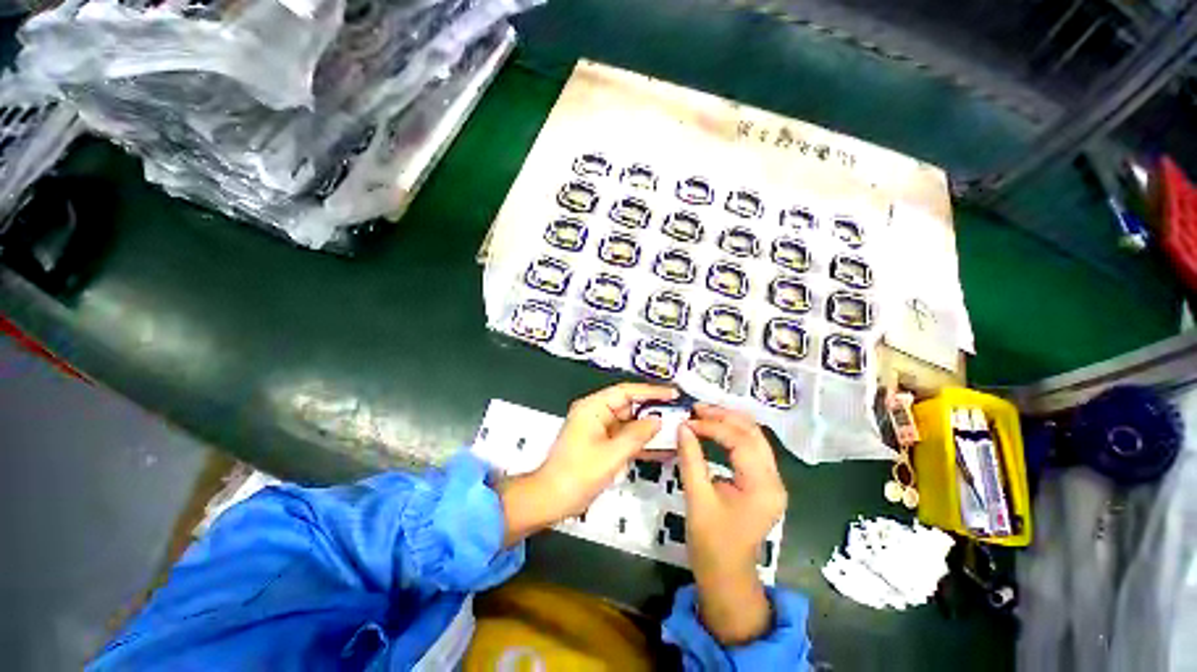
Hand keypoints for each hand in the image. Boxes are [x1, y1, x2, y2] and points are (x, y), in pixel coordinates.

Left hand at [500, 383, 677, 544]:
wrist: (551, 500)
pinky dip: (640, 443)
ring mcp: (598, 429)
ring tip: (675, 430)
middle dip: (653, 411)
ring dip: (649, 429)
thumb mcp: (611, 454)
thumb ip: (637, 435)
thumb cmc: (576, 474)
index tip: (673, 394)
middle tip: (678, 414)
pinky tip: (661, 448)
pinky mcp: (601, 444)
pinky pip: (625, 438)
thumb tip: (657, 421)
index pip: (626, 391)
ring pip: (629, 423)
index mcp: (593, 408)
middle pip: (629, 406)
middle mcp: (595, 413)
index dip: (651, 391)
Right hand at [676, 404, 787, 644]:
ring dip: (729, 422)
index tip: (687, 421)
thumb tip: (682, 427)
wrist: (726, 576)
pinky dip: (732, 434)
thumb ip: (691, 460)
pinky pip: (751, 448)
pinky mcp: (763, 482)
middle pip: (754, 433)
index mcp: (763, 487)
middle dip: (724, 416)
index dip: (712, 426)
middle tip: (696, 409)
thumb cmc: (711, 543)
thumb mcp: (697, 500)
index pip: (740, 441)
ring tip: (702, 414)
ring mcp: (772, 480)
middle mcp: (775, 480)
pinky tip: (714, 429)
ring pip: (754, 437)